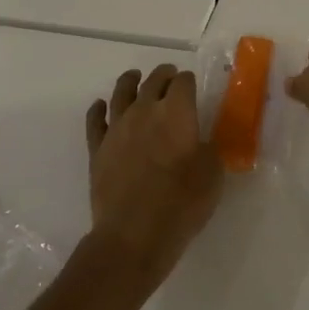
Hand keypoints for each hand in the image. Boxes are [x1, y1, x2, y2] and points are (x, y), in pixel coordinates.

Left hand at [84, 65, 223, 282]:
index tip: (193, 85)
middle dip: (164, 75)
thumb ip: (210, 149)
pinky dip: (99, 109)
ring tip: (135, 77)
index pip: (183, 83)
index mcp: (176, 112)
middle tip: (170, 76)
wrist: (133, 234)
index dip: (189, 81)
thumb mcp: (213, 174)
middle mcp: (145, 111)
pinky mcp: (97, 148)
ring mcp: (117, 128)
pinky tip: (101, 106)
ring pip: (121, 92)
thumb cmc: (181, 203)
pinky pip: (95, 120)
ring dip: (130, 81)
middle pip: (153, 81)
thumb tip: (202, 141)